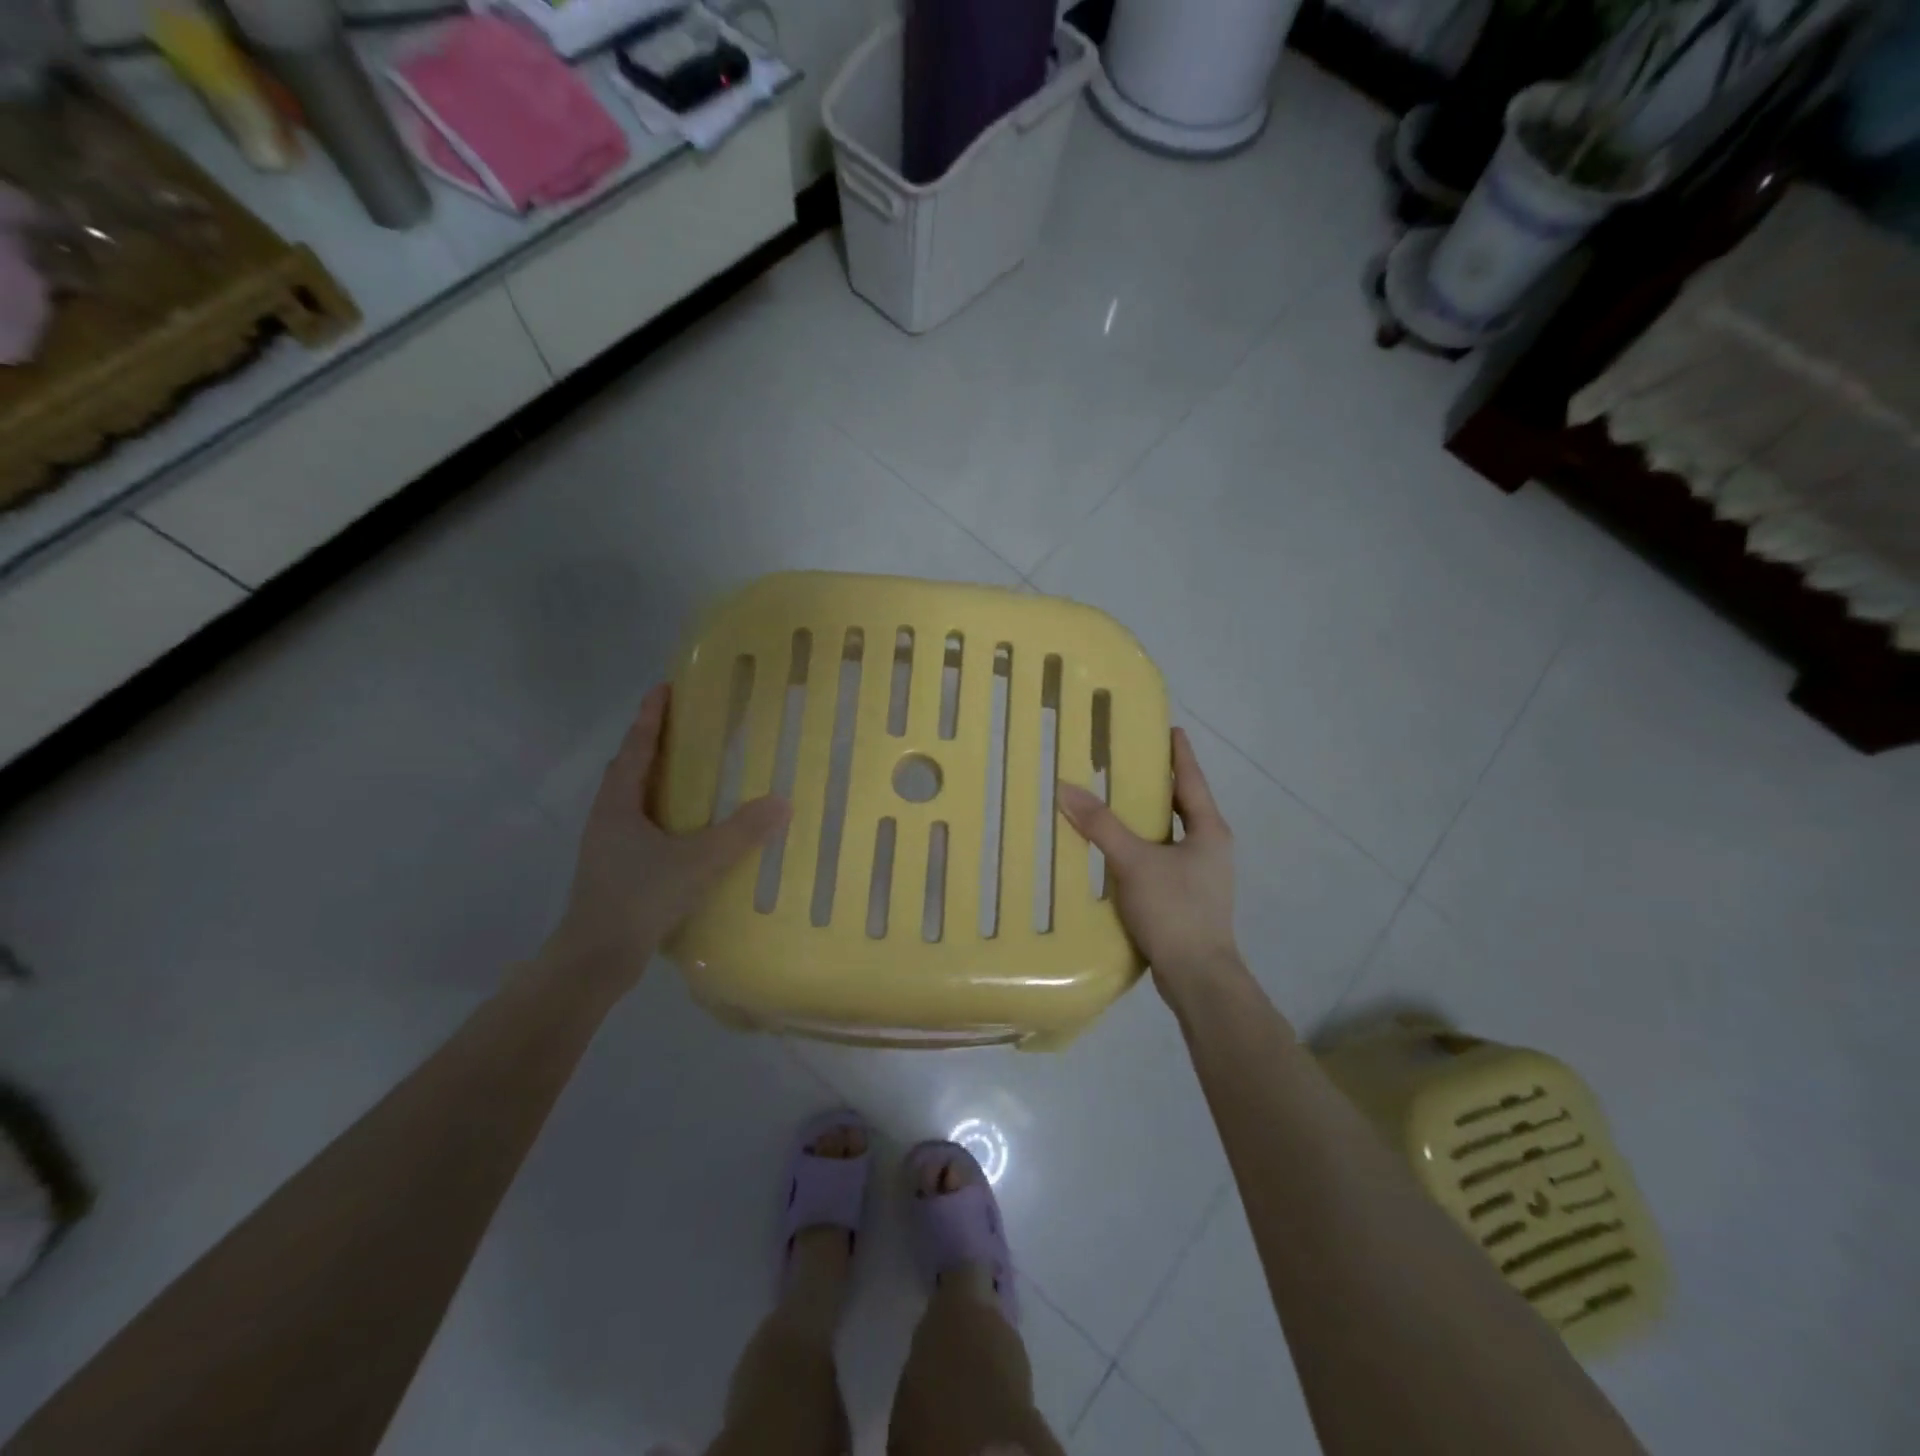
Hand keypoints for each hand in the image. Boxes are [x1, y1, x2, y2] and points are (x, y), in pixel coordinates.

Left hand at [543, 684, 789, 994]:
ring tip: (685, 769)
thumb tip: (781, 801)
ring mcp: (607, 843)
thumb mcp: (697, 862)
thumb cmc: (639, 898)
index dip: (651, 716)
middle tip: (683, 724)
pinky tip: (681, 826)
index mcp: (619, 803)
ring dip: (653, 776)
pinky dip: (658, 808)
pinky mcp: (614, 867)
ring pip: (630, 796)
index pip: (637, 747)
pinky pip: (637, 821)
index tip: (665, 687)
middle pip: (629, 766)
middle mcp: (608, 816)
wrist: (594, 958)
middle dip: (652, 741)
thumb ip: (740, 833)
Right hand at [1057, 728, 1242, 999]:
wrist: (1198, 977)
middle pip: (1182, 804)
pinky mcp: (1186, 898)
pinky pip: (1162, 859)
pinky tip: (1116, 852)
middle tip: (1128, 762)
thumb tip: (1066, 788)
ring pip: (1170, 834)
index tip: (1168, 729)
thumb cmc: (1175, 910)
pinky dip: (1142, 847)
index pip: (1192, 779)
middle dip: (1158, 784)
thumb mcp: (1134, 862)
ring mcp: (1201, 875)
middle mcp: (1209, 847)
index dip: (1179, 753)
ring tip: (1115, 802)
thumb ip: (1101, 825)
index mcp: (1208, 829)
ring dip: (1147, 818)